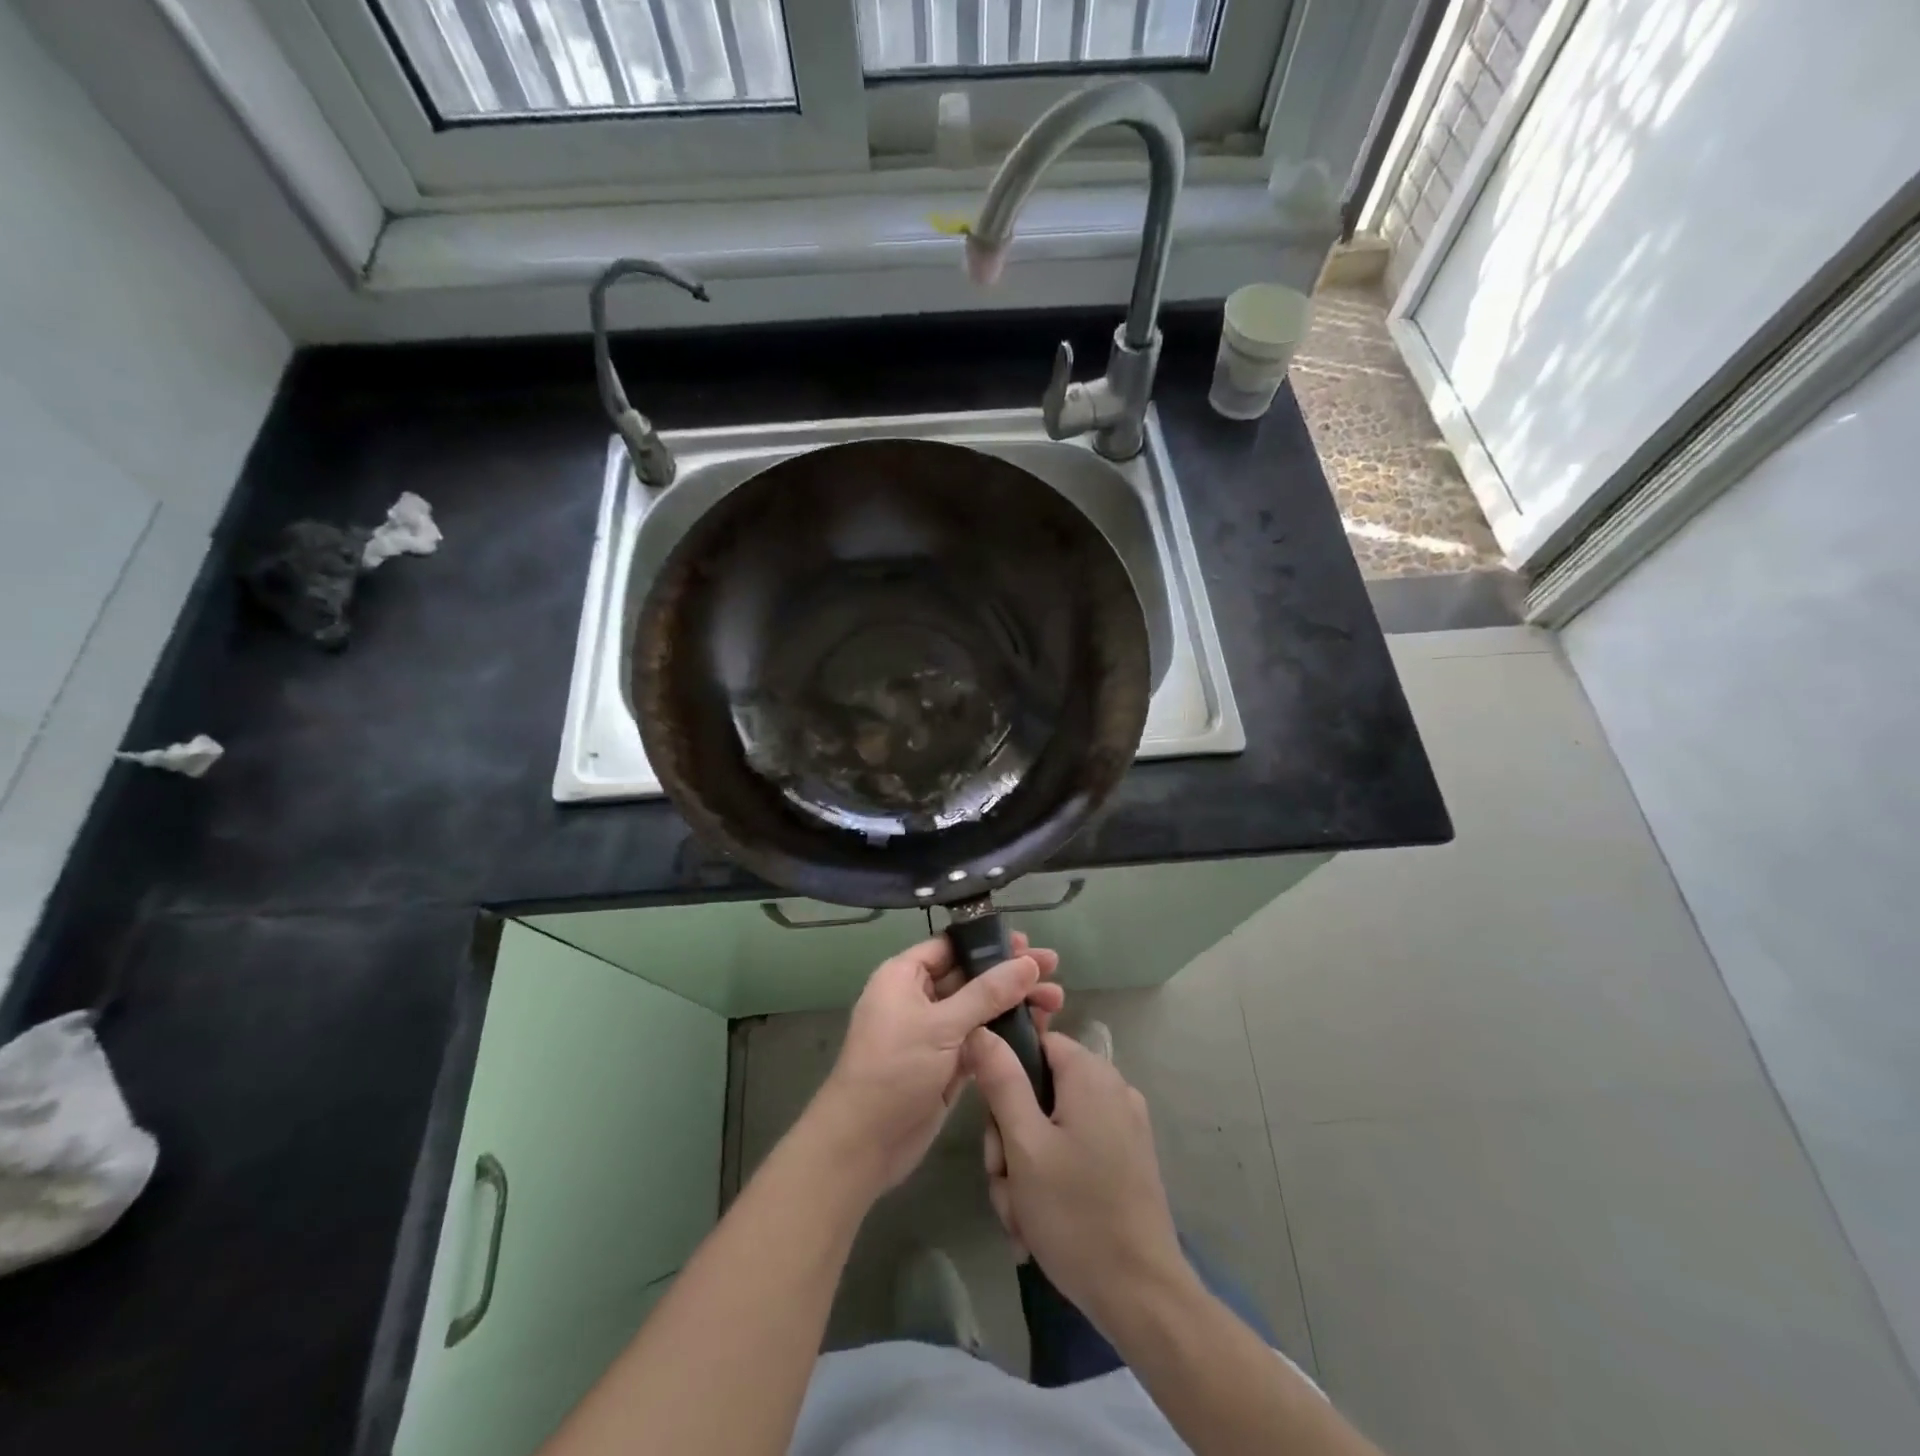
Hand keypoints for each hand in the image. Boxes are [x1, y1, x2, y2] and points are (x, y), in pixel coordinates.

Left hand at [807, 933, 1061, 1196]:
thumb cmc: (894, 1069)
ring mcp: (934, 1033)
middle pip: (971, 976)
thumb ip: (987, 994)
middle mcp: (918, 998)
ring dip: (1014, 1004)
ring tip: (1057, 1001)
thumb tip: (1028, 963)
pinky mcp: (948, 1064)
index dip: (988, 943)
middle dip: (1010, 974)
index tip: (1027, 943)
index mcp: (904, 976)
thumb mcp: (941, 1026)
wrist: (863, 1143)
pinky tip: (1038, 1030)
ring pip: (980, 1009)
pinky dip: (1006, 1034)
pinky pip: (982, 1039)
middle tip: (1054, 968)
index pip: (951, 946)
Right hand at [969, 1029, 1188, 1332]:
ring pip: (1052, 1128)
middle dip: (1011, 1139)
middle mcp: (1112, 1089)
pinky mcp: (1128, 1160)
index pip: (1035, 1043)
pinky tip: (1039, 1225)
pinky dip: (1052, 1181)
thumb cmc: (1076, 1214)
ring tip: (1020, 1217)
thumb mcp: (1024, 1145)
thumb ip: (1002, 1081)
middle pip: (1040, 1091)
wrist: (1142, 1296)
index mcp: (1090, 1074)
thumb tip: (982, 1029)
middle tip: (1004, 1183)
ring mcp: (1124, 1126)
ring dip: (1026, 1169)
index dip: (1005, 1077)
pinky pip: (1075, 1152)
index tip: (994, 1127)